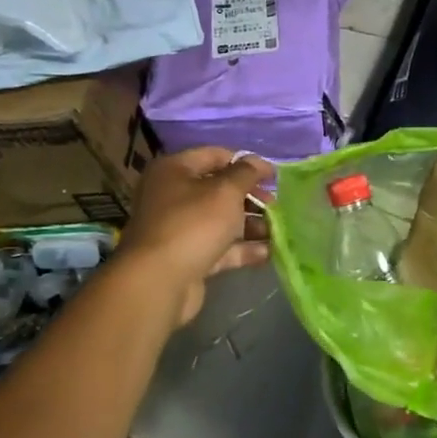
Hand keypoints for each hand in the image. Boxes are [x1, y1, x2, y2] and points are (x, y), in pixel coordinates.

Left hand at [115, 147, 273, 325]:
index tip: (273, 176)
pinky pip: (220, 248)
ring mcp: (180, 229)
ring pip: (222, 221)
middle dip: (251, 197)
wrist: (159, 282)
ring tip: (278, 231)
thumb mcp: (225, 191)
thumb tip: (258, 162)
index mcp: (174, 171)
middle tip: (275, 206)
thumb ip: (246, 173)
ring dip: (251, 225)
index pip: (215, 156)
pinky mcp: (188, 257)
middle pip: (219, 190)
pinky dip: (243, 249)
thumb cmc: (193, 224)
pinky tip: (269, 252)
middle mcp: (173, 196)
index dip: (246, 163)